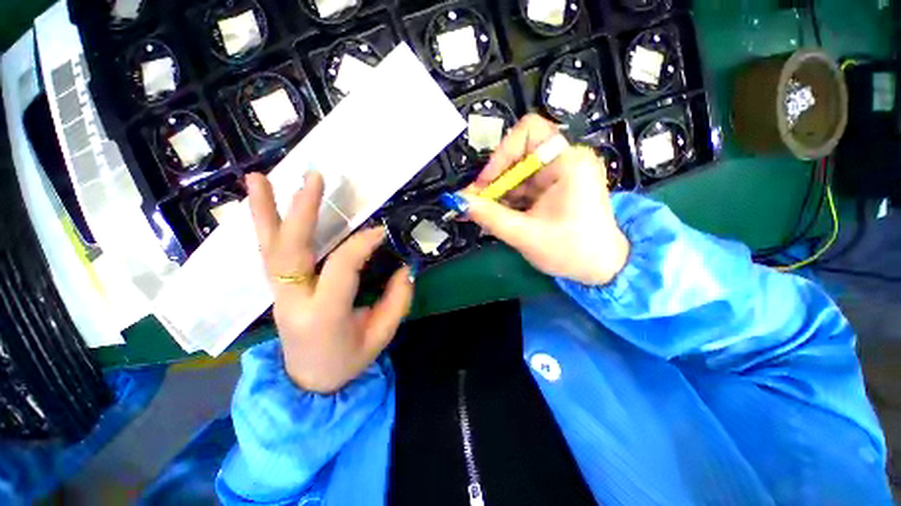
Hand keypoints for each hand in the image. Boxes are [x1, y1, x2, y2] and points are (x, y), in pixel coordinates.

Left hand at [247, 172, 413, 393]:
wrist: (309, 383)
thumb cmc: (347, 360)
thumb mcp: (380, 337)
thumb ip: (397, 301)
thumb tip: (405, 268)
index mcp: (323, 315)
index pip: (342, 267)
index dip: (362, 244)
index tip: (381, 230)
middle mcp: (292, 301)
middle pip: (291, 250)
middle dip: (302, 211)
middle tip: (313, 178)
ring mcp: (278, 295)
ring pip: (269, 248)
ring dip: (265, 211)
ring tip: (258, 177)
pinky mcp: (277, 290)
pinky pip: (269, 254)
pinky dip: (264, 226)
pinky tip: (260, 204)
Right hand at [464, 114, 629, 285]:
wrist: (601, 269)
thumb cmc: (571, 251)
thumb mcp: (525, 235)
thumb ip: (490, 217)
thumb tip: (458, 201)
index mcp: (568, 162)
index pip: (529, 131)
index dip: (501, 154)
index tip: (485, 185)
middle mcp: (565, 160)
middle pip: (519, 154)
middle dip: (494, 180)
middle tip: (475, 203)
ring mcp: (559, 175)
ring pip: (517, 173)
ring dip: (497, 193)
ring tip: (482, 215)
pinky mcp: (553, 189)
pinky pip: (523, 187)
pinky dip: (507, 201)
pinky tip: (496, 217)